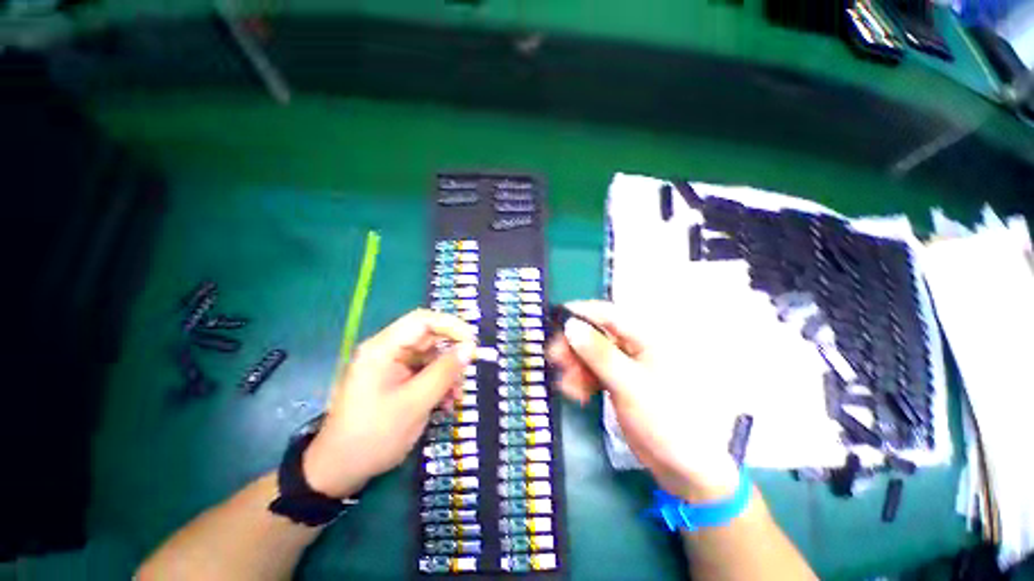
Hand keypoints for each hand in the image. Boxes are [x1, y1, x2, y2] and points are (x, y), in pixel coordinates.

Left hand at [303, 309, 476, 497]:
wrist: (339, 470)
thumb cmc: (373, 436)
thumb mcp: (414, 404)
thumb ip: (444, 372)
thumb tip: (470, 347)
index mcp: (383, 348)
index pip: (422, 320)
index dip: (451, 326)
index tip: (473, 343)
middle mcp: (387, 350)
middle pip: (428, 337)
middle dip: (451, 354)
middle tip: (467, 373)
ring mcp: (391, 365)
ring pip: (430, 355)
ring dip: (447, 372)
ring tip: (457, 396)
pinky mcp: (396, 379)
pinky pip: (425, 371)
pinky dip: (439, 383)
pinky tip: (447, 401)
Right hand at [547, 300, 740, 501]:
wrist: (684, 466)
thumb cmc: (665, 419)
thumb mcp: (629, 384)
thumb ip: (599, 354)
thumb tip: (571, 325)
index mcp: (647, 338)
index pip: (608, 314)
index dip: (580, 313)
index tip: (555, 320)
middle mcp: (635, 346)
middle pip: (596, 334)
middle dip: (574, 346)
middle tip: (554, 358)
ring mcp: (626, 364)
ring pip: (592, 354)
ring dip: (576, 366)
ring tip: (567, 387)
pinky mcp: (619, 380)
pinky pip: (595, 371)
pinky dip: (583, 379)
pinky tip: (576, 393)